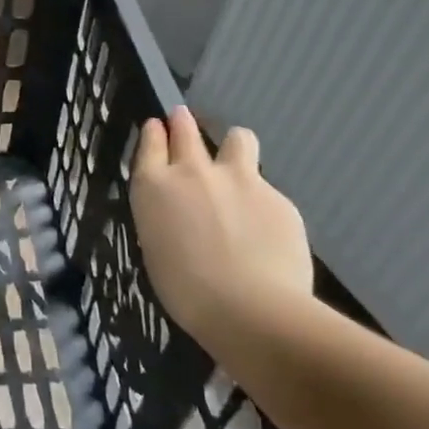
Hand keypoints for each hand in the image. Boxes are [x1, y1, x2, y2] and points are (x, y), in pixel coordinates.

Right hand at [129, 106, 313, 338]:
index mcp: (154, 186)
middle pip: (185, 129)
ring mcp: (239, 179)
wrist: (250, 309)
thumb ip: (166, 218)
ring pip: (237, 138)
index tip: (157, 127)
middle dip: (182, 122)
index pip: (150, 143)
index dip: (154, 133)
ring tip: (236, 166)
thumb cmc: (186, 291)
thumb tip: (180, 215)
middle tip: (183, 119)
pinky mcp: (278, 197)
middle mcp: (193, 172)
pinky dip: (262, 202)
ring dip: (233, 147)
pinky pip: (266, 188)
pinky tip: (265, 232)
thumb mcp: (157, 248)